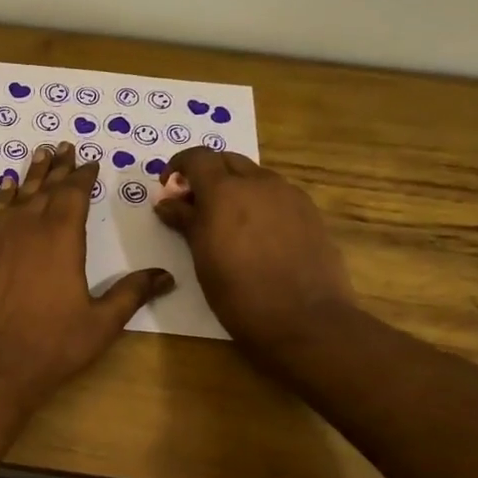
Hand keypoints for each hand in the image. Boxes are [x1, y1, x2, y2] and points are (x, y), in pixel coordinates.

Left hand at [0, 142, 173, 408]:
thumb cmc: (51, 346)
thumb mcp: (101, 323)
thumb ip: (131, 294)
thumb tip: (166, 276)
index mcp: (61, 237)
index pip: (74, 194)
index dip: (83, 175)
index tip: (90, 161)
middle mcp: (27, 227)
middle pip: (45, 188)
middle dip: (58, 167)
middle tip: (64, 146)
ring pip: (17, 195)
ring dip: (30, 174)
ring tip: (38, 154)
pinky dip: (2, 197)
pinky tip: (6, 188)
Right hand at [154, 147, 354, 356]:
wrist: (306, 321)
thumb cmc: (239, 293)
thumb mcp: (201, 258)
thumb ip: (184, 221)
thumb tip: (167, 202)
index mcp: (225, 191)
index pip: (198, 157)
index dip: (179, 166)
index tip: (170, 188)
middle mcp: (259, 183)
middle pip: (227, 161)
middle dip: (207, 175)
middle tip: (194, 205)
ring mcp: (290, 196)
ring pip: (255, 176)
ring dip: (235, 188)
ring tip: (226, 222)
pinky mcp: (310, 213)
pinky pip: (277, 195)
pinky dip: (259, 202)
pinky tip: (257, 235)